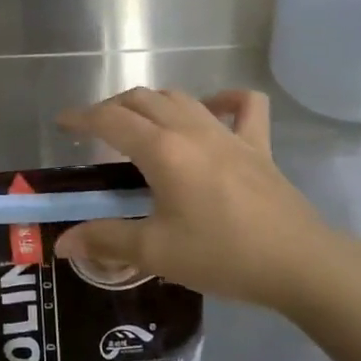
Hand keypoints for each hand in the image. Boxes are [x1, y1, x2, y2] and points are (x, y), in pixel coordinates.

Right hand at [56, 88, 360, 314]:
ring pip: (180, 98)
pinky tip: (212, 108)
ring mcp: (228, 132)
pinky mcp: (257, 144)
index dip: (81, 117)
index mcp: (161, 150)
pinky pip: (243, 106)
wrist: (299, 263)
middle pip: (142, 100)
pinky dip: (224, 99)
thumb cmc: (222, 255)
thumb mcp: (156, 252)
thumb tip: (62, 243)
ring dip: (151, 102)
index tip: (62, 124)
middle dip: (112, 108)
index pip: (110, 120)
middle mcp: (191, 129)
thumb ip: (105, 241)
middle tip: (94, 130)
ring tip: (137, 122)